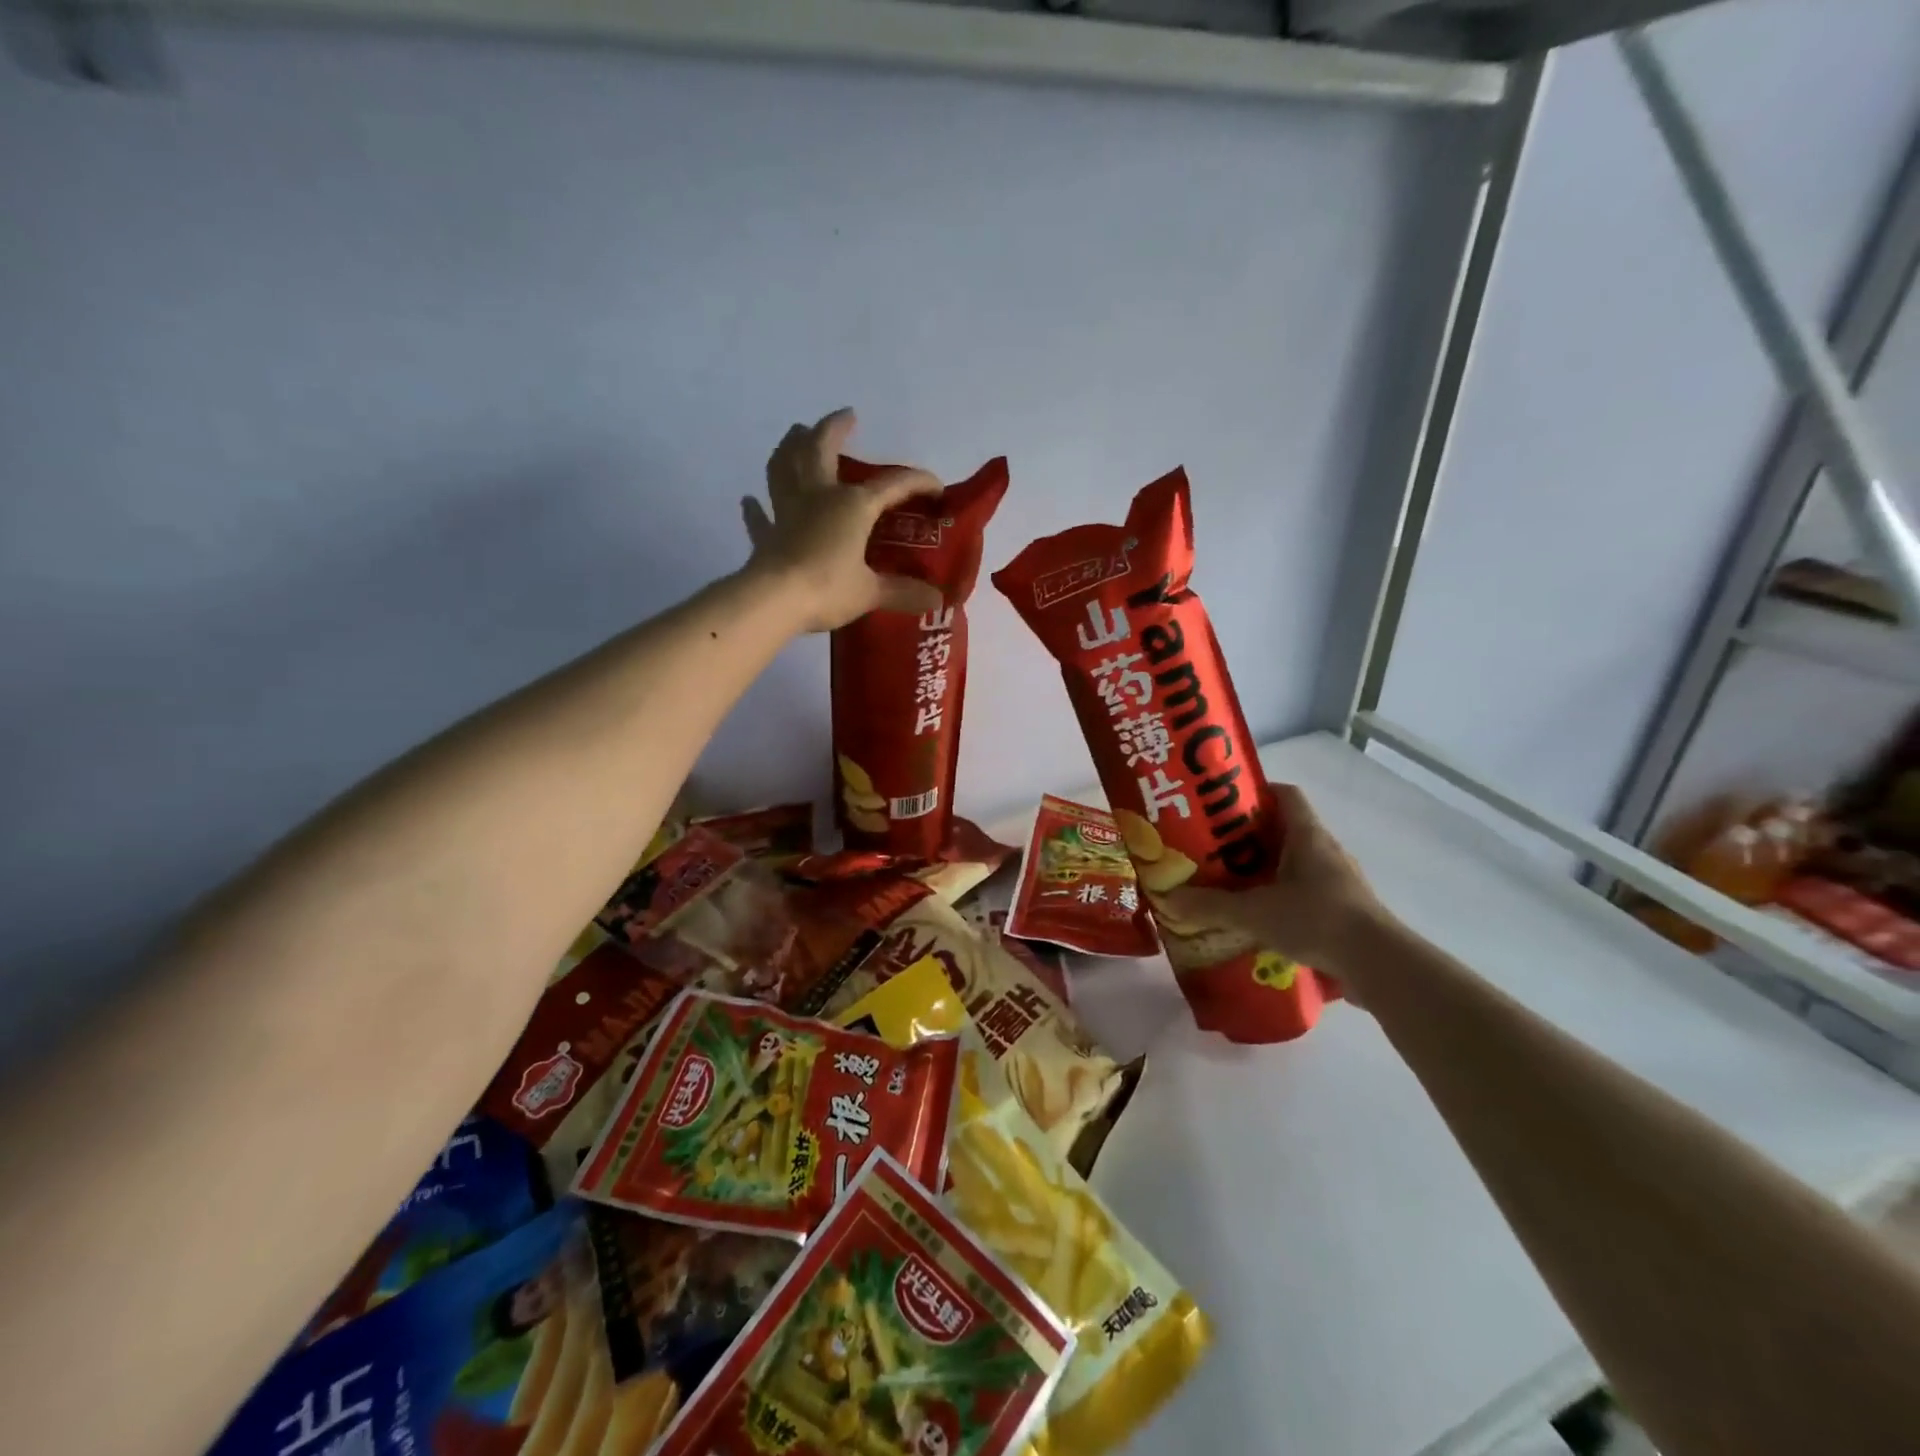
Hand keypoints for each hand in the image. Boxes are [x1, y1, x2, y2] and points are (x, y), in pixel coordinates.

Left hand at [743, 409, 944, 632]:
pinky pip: (759, 516)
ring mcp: (787, 511)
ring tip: (797, 433)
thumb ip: (903, 592)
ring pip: (784, 466)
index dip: (917, 482)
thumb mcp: (871, 592)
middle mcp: (818, 496)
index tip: (935, 488)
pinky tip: (751, 500)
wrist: (774, 600)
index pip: (893, 485)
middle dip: (834, 428)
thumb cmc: (828, 588)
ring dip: (790, 446)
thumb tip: (937, 600)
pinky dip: (756, 508)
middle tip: (846, 416)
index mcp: (853, 506)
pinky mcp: (766, 534)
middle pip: (821, 449)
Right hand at [1160, 784, 1392, 993]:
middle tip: (1215, 847)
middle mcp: (1326, 850)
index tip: (1225, 803)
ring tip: (1234, 884)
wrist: (1378, 964)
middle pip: (1286, 829)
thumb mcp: (1254, 912)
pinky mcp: (1346, 909)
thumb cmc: (1316, 919)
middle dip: (1251, 836)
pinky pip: (1308, 891)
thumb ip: (1211, 905)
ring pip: (1297, 863)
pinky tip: (1261, 918)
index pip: (1286, 794)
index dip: (1257, 792)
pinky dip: (1284, 897)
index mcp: (1308, 835)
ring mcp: (1340, 880)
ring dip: (1268, 869)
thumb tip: (1168, 898)